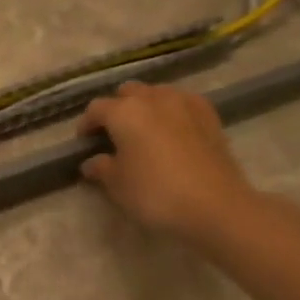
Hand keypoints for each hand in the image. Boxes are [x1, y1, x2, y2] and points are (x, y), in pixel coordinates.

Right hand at [79, 82, 258, 244]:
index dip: (86, 125)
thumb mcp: (117, 185)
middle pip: (128, 92)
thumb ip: (101, 168)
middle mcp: (153, 99)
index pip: (96, 109)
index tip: (84, 143)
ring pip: (157, 94)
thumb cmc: (155, 194)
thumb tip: (92, 162)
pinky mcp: (210, 116)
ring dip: (146, 106)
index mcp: (124, 112)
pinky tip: (172, 131)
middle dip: (117, 108)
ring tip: (143, 131)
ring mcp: (185, 104)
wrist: (216, 206)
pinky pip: (183, 103)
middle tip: (113, 134)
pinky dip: (172, 112)